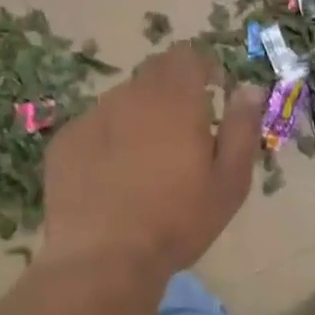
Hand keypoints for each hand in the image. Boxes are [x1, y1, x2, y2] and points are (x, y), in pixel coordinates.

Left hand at [43, 43, 265, 271]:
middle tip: (183, 133)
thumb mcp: (229, 180)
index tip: (213, 93)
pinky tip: (112, 179)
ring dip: (140, 116)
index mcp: (175, 98)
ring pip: (123, 101)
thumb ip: (242, 128)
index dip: (203, 68)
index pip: (188, 55)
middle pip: (154, 73)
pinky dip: (109, 140)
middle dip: (173, 91)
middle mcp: (130, 95)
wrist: (103, 259)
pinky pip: (95, 127)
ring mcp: (92, 116)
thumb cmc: (178, 220)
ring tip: (146, 162)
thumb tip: (249, 88)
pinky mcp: (65, 142)